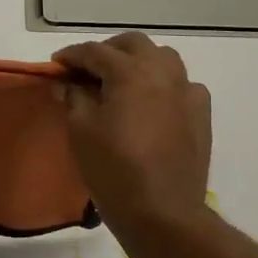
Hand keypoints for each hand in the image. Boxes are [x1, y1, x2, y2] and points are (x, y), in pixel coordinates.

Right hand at [55, 32, 211, 228]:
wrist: (162, 213)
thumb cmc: (113, 169)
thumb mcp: (81, 130)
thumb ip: (74, 98)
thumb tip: (69, 84)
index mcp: (130, 72)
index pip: (95, 51)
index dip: (72, 55)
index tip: (56, 65)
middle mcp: (163, 72)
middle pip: (133, 44)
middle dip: (108, 51)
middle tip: (87, 69)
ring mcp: (187, 92)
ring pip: (163, 58)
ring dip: (139, 62)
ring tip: (120, 82)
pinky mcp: (201, 115)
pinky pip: (182, 85)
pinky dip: (164, 85)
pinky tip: (152, 103)